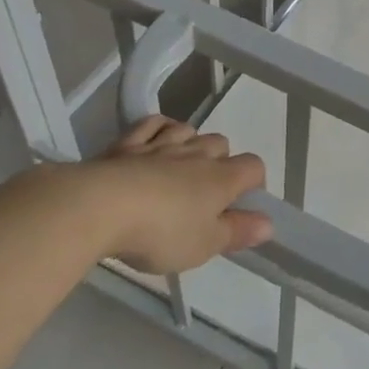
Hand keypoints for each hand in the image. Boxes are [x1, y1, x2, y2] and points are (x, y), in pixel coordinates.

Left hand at [64, 116, 270, 273]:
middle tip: (204, 195)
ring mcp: (162, 144)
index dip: (254, 183)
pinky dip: (159, 129)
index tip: (241, 206)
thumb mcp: (204, 245)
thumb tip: (269, 223)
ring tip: (178, 169)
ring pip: (189, 130)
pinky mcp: (128, 143)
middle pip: (222, 144)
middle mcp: (198, 153)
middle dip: (220, 162)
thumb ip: (238, 232)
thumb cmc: (161, 232)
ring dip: (190, 144)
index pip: (254, 166)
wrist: (99, 207)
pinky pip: (153, 123)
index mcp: (222, 178)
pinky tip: (154, 142)